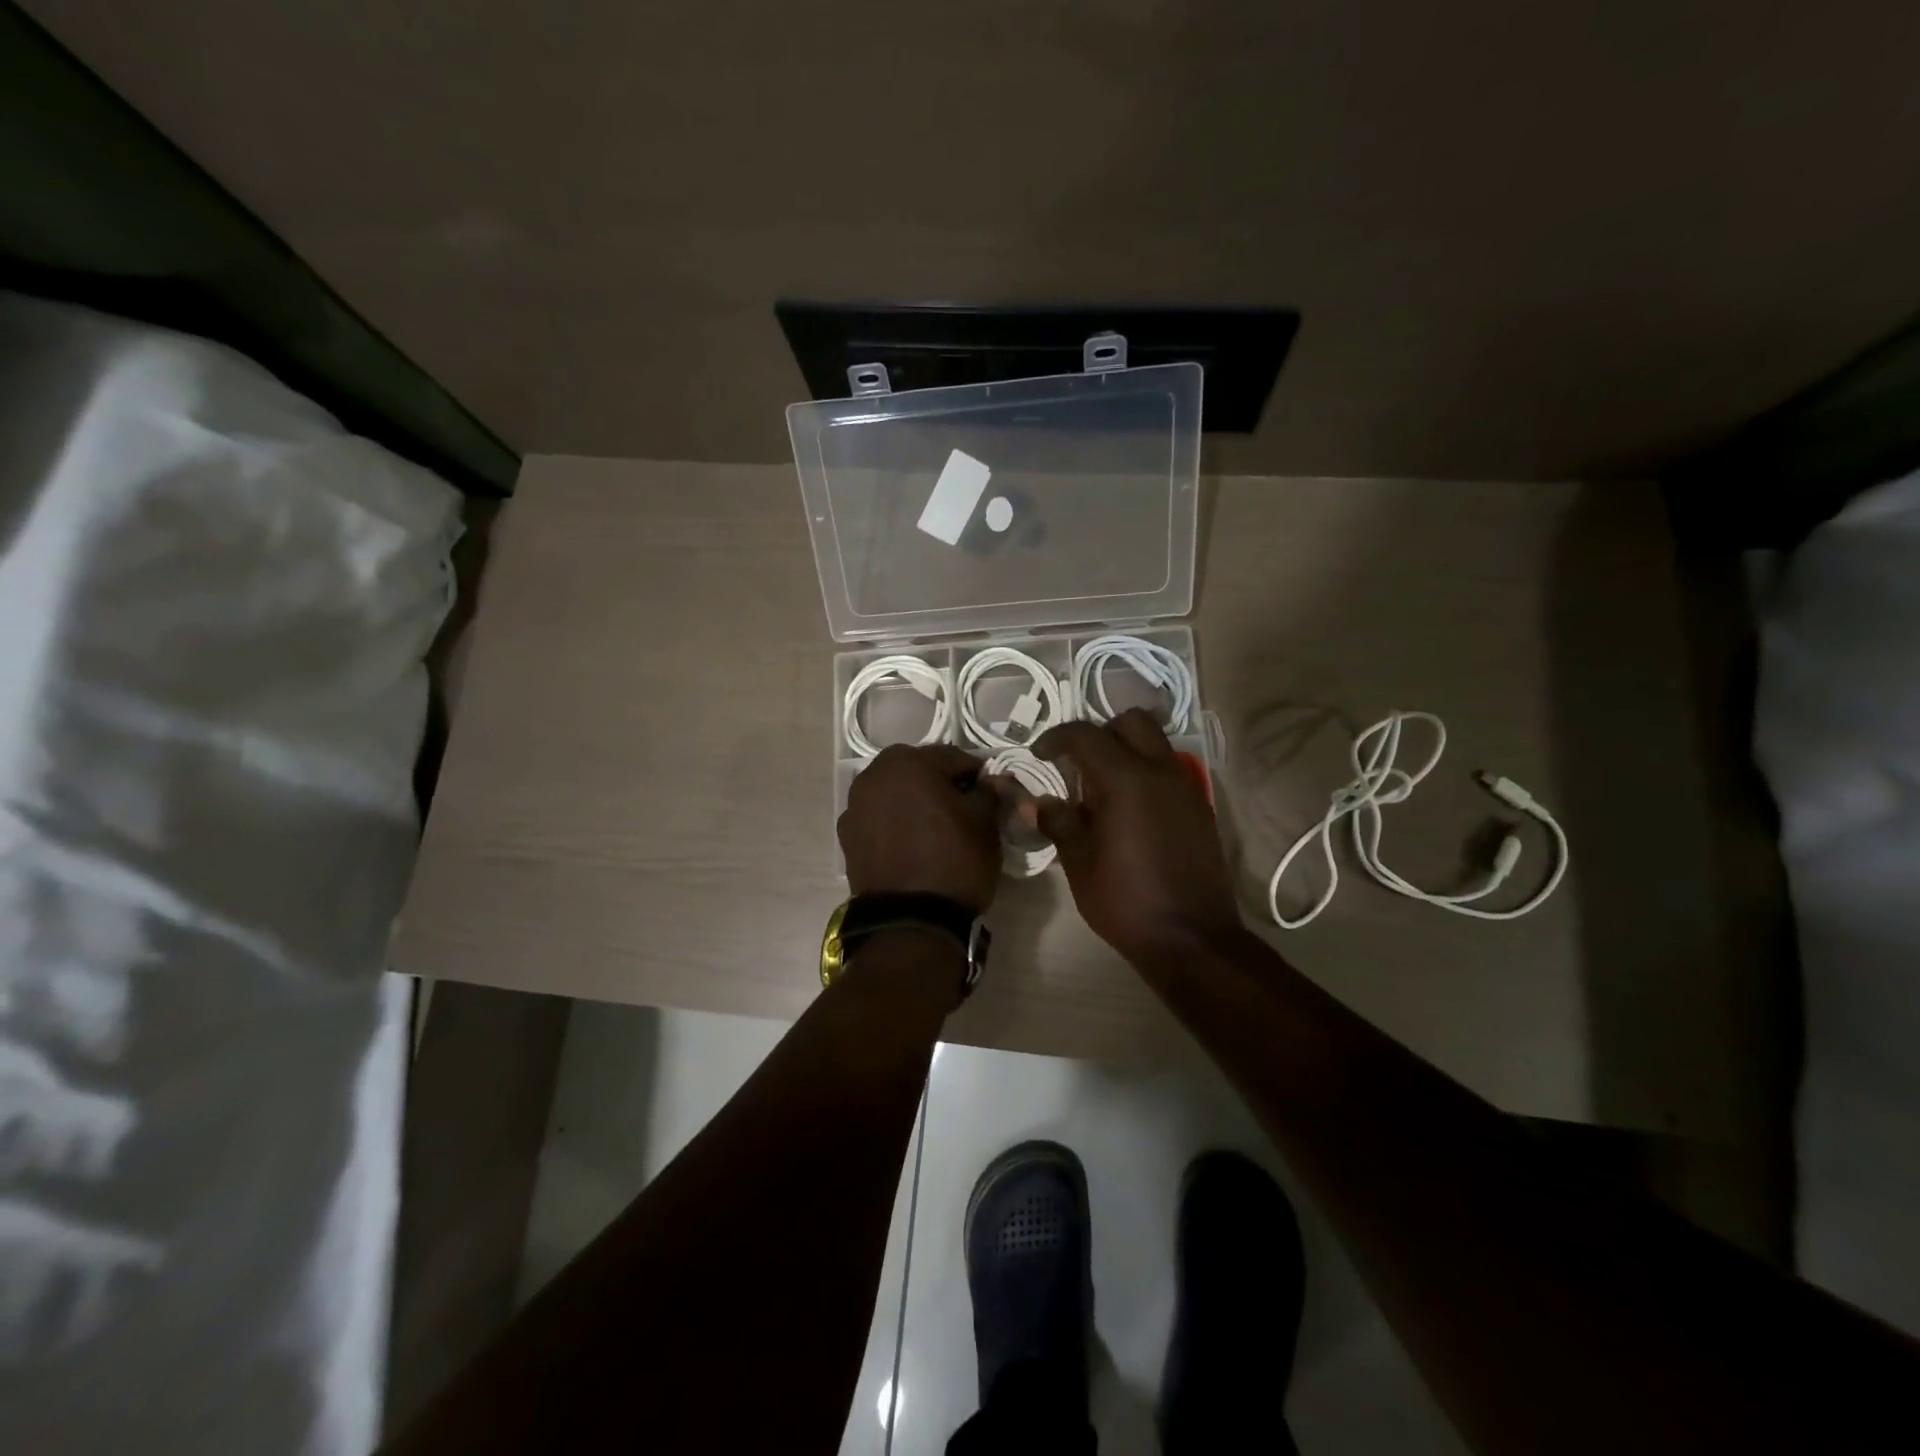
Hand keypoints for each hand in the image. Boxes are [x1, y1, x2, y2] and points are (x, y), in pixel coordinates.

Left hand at [838, 744, 1000, 913]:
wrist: (910, 921)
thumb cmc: (955, 862)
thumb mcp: (986, 824)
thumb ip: (988, 793)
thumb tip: (989, 783)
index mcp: (909, 763)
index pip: (952, 757)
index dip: (975, 774)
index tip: (988, 794)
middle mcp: (874, 776)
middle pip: (916, 769)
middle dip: (938, 782)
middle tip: (960, 807)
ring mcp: (855, 806)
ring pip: (893, 792)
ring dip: (912, 800)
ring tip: (933, 826)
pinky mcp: (847, 836)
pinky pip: (877, 817)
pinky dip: (893, 822)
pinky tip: (910, 844)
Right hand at [1025, 710, 1241, 963]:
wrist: (1192, 939)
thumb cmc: (1126, 901)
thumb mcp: (1080, 863)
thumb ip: (1058, 822)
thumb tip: (1037, 802)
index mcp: (1127, 779)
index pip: (1086, 735)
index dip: (1057, 738)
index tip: (1039, 754)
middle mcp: (1161, 772)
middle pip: (1131, 722)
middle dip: (1100, 733)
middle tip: (1078, 764)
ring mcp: (1186, 788)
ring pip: (1155, 744)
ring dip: (1126, 752)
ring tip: (1101, 790)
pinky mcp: (1199, 808)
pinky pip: (1168, 771)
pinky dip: (1145, 773)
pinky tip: (1128, 812)